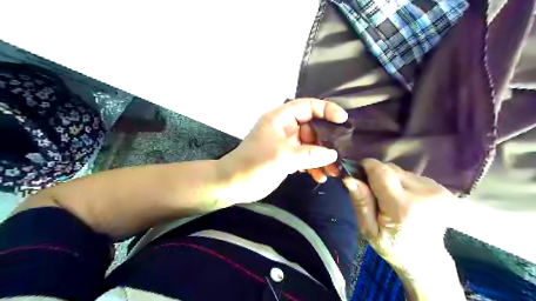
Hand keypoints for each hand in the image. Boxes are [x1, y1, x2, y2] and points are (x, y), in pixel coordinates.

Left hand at [218, 99, 347, 203]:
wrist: (232, 184)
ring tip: (333, 171)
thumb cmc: (253, 165)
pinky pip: (305, 157)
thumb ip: (309, 154)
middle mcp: (285, 128)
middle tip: (341, 154)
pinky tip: (320, 177)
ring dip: (322, 156)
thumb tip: (333, 153)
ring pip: (311, 144)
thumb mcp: (282, 157)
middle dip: (327, 140)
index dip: (326, 110)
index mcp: (280, 119)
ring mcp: (286, 143)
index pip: (307, 106)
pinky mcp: (286, 157)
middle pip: (313, 127)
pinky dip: (313, 165)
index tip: (343, 121)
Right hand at [343, 159, 456, 273]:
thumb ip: (361, 203)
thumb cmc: (393, 247)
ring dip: (390, 180)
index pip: (380, 171)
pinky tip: (404, 199)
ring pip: (400, 171)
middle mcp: (423, 193)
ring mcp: (436, 190)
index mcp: (403, 207)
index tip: (358, 175)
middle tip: (374, 194)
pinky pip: (411, 175)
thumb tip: (349, 178)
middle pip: (390, 168)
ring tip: (390, 199)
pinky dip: (402, 183)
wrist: (427, 260)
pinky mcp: (442, 188)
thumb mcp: (369, 230)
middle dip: (377, 176)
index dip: (366, 167)